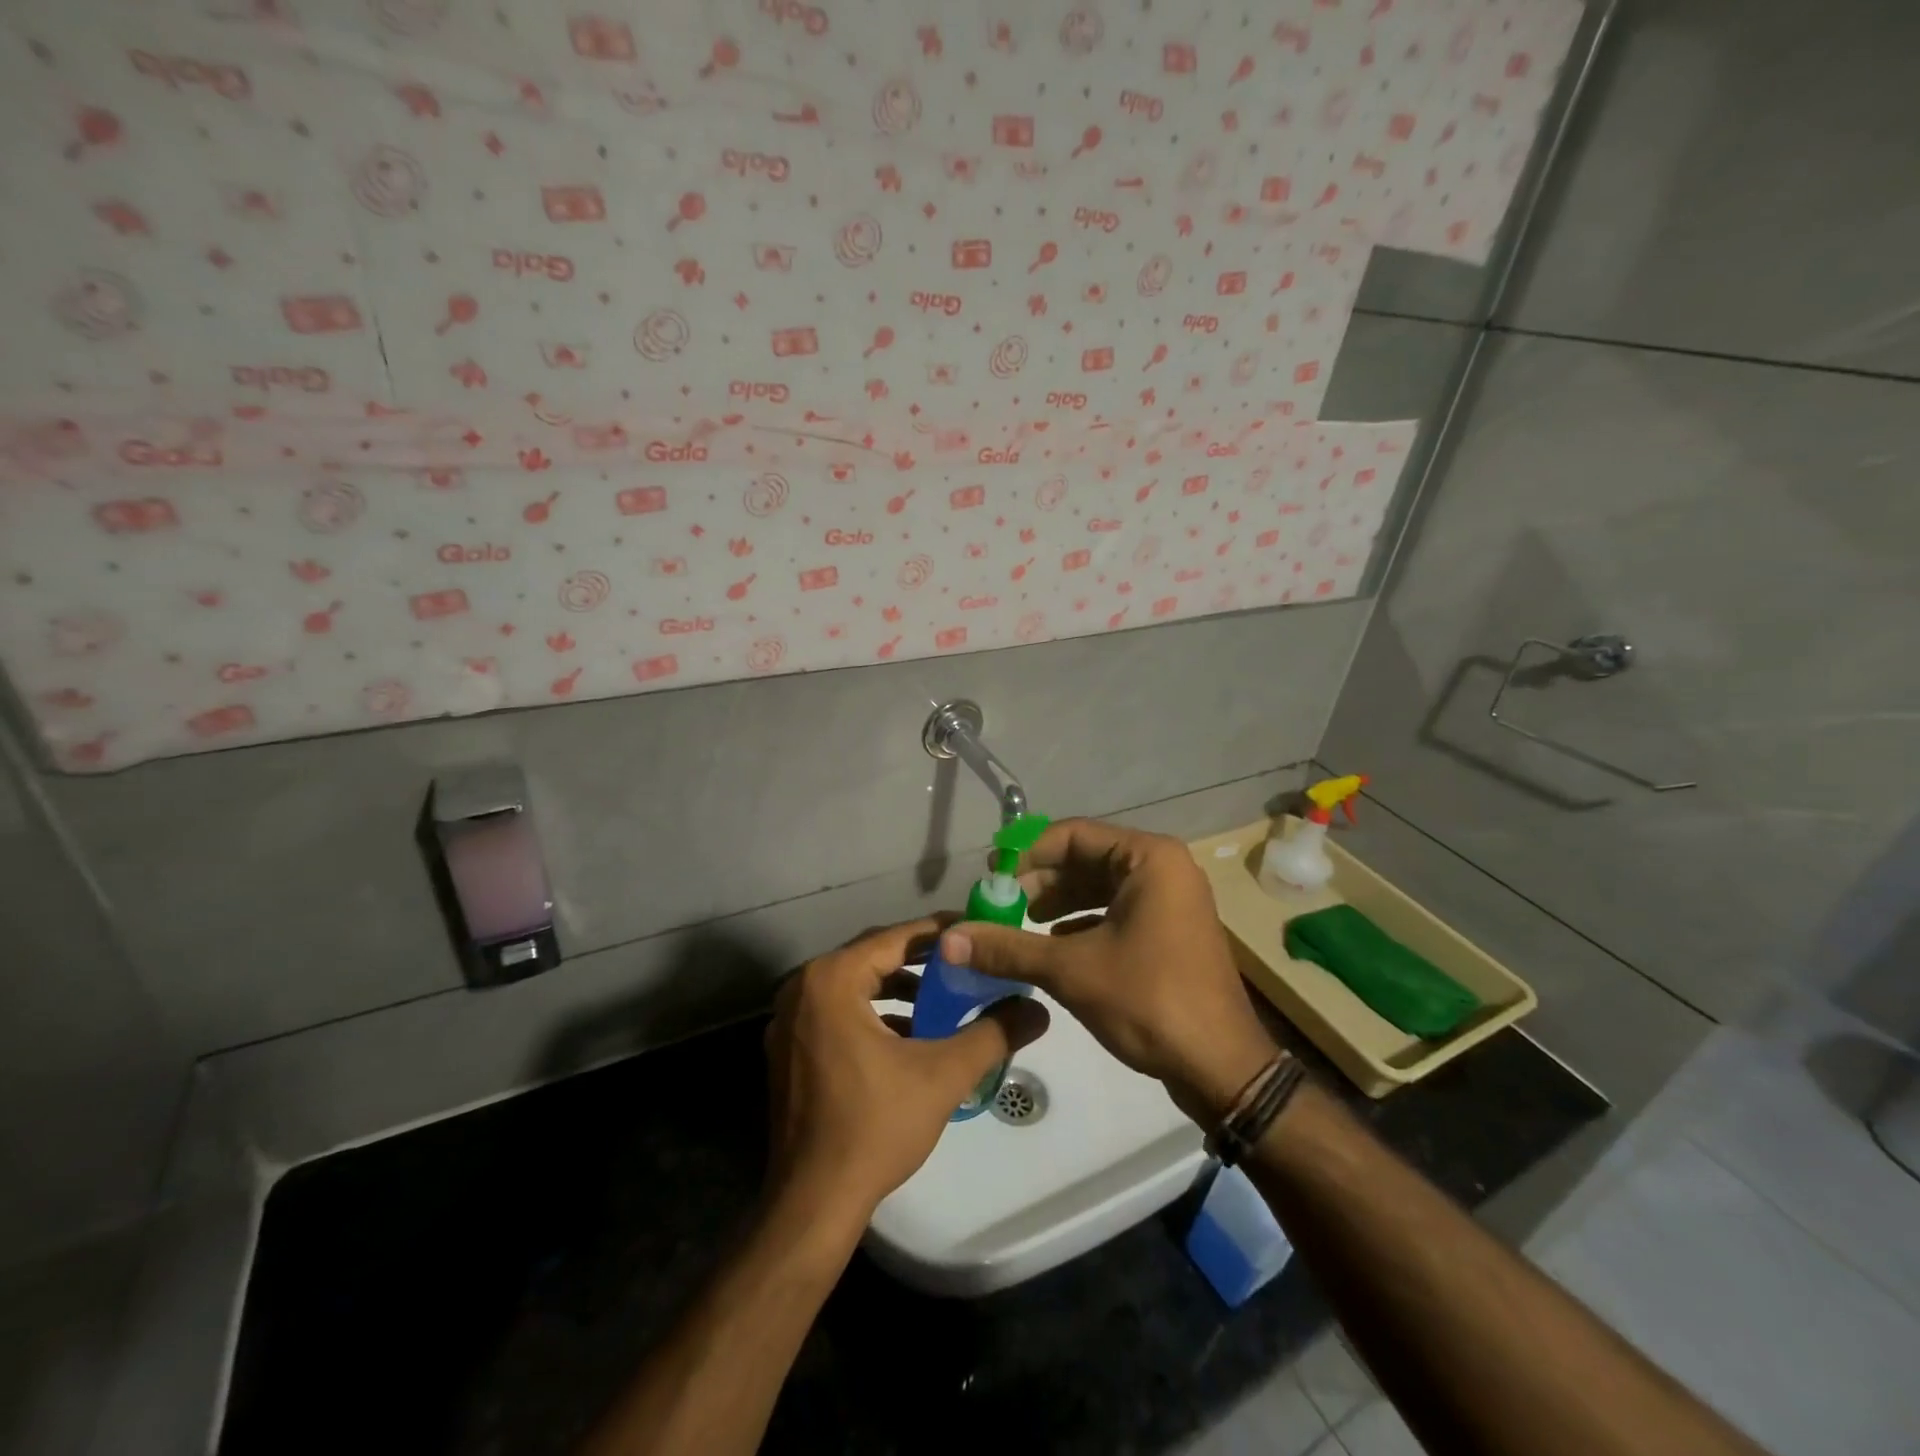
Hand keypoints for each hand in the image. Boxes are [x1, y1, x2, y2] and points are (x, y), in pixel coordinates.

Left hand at [764, 918, 1050, 1232]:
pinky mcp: (787, 1049)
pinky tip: (909, 1035)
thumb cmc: (874, 1128)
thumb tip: (1038, 1009)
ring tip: (944, 998)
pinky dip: (874, 1013)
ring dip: (898, 988)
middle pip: (873, 957)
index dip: (940, 933)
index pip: (895, 937)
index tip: (977, 930)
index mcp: (831, 980)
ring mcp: (788, 1020)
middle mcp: (802, 988)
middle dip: (922, 960)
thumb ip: (993, 1033)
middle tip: (966, 962)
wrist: (812, 1205)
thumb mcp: (943, 1075)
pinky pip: (838, 1011)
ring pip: (855, 985)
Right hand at [937, 819, 1275, 1123]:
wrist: (1222, 1069)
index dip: (1026, 854)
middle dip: (1040, 881)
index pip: (1073, 835)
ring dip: (1058, 904)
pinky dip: (1082, 924)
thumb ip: (1008, 948)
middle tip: (1000, 906)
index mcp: (1149, 858)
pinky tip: (1054, 947)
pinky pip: (1117, 911)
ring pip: (1100, 888)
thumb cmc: (1149, 1001)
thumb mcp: (1071, 970)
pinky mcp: (1171, 931)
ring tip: (1020, 925)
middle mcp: (1164, 869)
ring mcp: (1171, 901)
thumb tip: (947, 940)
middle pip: (1087, 859)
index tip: (991, 878)